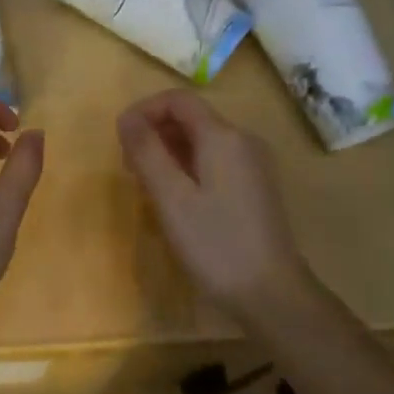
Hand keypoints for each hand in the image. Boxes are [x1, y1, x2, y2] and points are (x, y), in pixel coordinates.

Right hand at [117, 90, 311, 315]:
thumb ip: (146, 151)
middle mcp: (242, 140)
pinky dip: (189, 167)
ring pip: (202, 141)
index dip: (144, 110)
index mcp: (223, 136)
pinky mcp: (256, 186)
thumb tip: (126, 117)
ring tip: (148, 187)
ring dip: (169, 152)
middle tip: (130, 169)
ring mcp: (253, 164)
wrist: (272, 293)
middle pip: (191, 118)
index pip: (178, 100)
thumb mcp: (171, 197)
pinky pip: (215, 160)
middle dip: (155, 133)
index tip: (121, 138)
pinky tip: (177, 199)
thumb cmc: (215, 243)